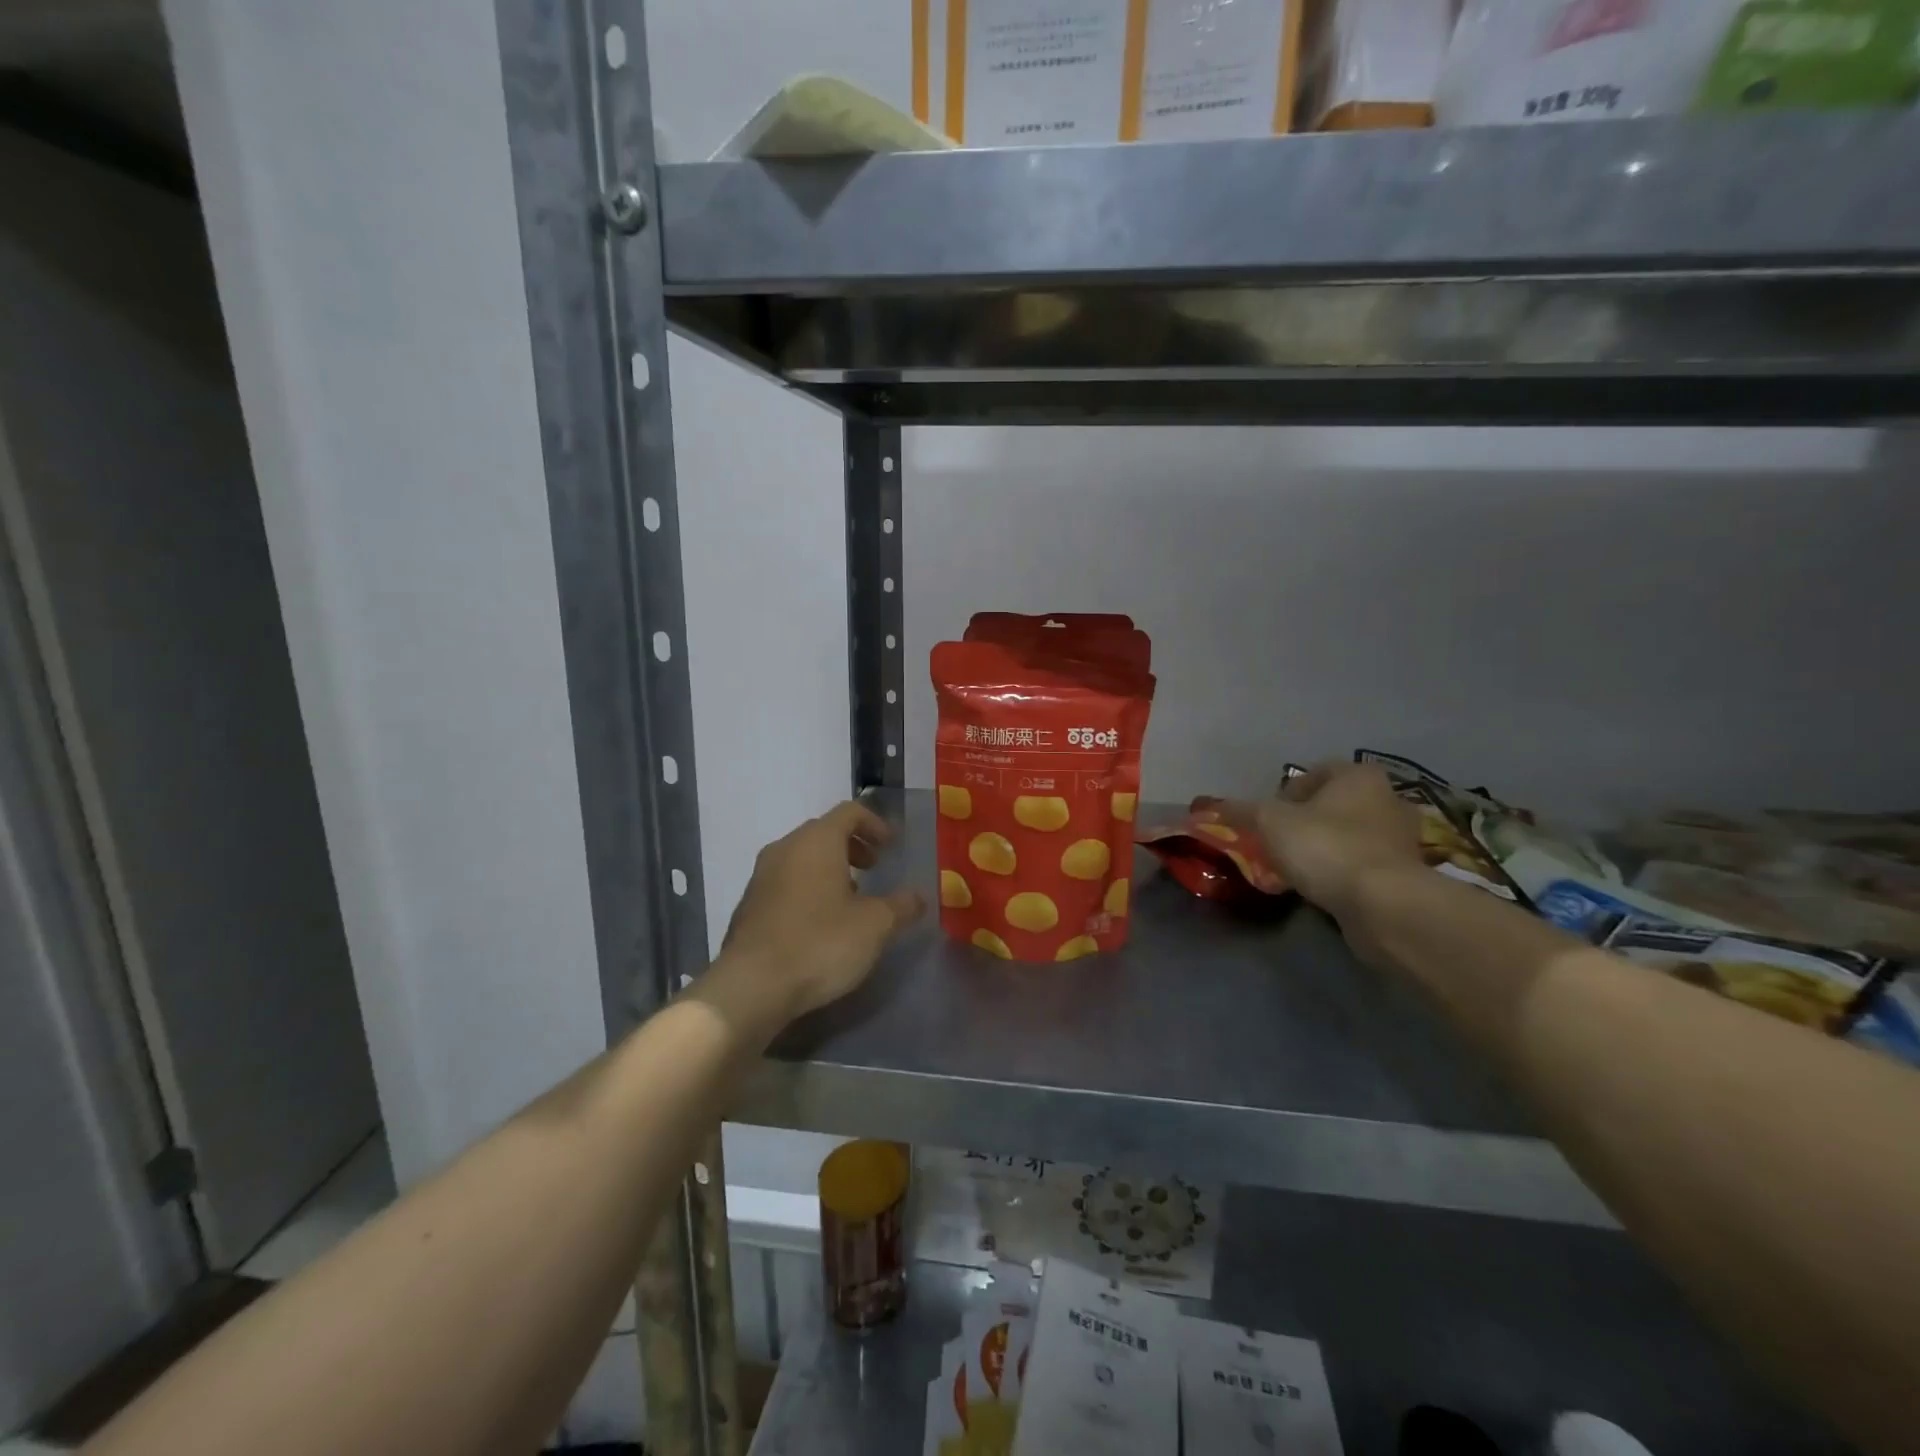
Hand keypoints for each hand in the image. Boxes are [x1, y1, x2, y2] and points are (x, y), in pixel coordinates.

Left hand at [699, 800, 924, 1041]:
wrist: (751, 986)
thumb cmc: (820, 943)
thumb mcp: (875, 926)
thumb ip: (901, 906)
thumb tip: (919, 896)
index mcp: (817, 841)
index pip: (850, 812)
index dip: (875, 824)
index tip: (892, 847)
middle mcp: (785, 848)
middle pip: (824, 831)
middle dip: (852, 846)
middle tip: (874, 869)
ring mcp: (761, 876)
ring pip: (802, 857)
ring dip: (829, 868)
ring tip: (850, 899)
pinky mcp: (749, 905)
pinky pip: (785, 882)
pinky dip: (808, 888)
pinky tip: (820, 923)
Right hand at [1227, 762, 1421, 918]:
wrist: (1382, 904)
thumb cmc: (1325, 847)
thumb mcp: (1269, 823)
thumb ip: (1241, 811)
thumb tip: (1210, 806)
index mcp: (1359, 776)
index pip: (1316, 772)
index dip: (1287, 792)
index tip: (1269, 816)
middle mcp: (1388, 799)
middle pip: (1335, 804)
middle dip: (1308, 820)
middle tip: (1280, 841)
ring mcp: (1402, 838)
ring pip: (1351, 834)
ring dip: (1326, 846)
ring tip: (1298, 867)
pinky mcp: (1406, 874)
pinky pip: (1364, 864)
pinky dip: (1343, 871)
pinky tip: (1322, 887)